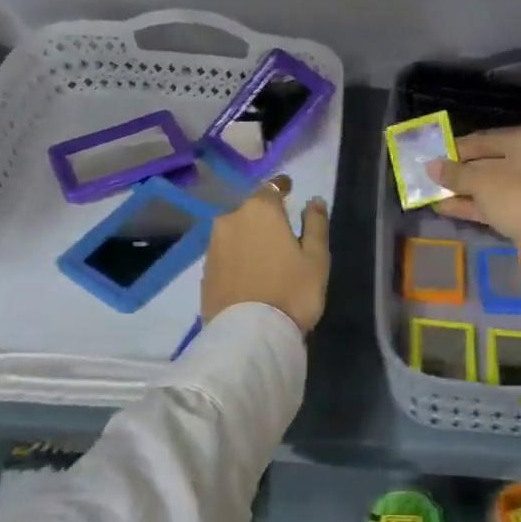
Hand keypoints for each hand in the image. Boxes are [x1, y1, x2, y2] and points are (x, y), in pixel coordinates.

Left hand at [202, 176, 330, 333]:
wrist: (249, 335)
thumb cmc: (292, 291)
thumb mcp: (316, 258)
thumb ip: (316, 225)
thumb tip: (313, 201)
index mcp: (260, 210)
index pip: (271, 187)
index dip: (282, 186)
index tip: (289, 188)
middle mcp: (231, 220)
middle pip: (250, 210)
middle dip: (264, 215)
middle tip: (280, 230)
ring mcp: (213, 246)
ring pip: (235, 232)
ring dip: (249, 237)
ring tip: (264, 254)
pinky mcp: (204, 271)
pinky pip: (226, 254)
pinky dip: (237, 257)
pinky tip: (248, 272)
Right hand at [428, 126, 520, 243]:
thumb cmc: (518, 196)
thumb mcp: (481, 181)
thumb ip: (454, 173)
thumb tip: (430, 166)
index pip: (484, 139)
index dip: (455, 149)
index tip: (432, 158)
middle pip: (488, 162)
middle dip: (459, 173)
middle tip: (433, 179)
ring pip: (492, 184)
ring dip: (464, 191)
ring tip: (435, 195)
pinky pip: (498, 201)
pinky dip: (475, 204)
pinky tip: (447, 207)